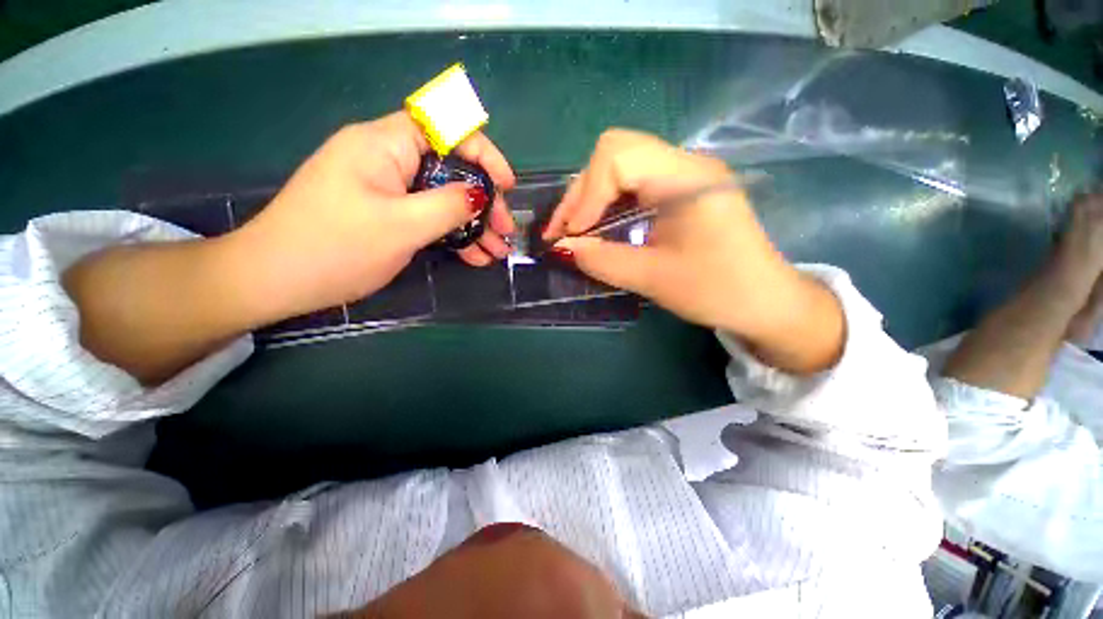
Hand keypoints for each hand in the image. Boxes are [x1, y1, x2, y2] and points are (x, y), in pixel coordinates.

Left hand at [230, 112, 516, 319]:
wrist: (275, 280)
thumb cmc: (336, 247)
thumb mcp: (401, 226)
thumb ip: (448, 206)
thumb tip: (481, 195)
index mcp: (384, 145)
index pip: (444, 127)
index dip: (482, 151)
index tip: (506, 183)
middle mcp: (386, 160)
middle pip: (449, 169)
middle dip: (483, 200)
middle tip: (505, 230)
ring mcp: (386, 190)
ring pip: (442, 198)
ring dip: (472, 225)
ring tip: (497, 252)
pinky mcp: (385, 214)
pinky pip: (427, 217)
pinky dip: (452, 235)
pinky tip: (475, 256)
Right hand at [544, 129, 843, 372]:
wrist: (765, 302)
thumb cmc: (717, 291)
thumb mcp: (653, 278)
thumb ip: (602, 260)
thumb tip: (562, 248)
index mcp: (687, 178)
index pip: (618, 155)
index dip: (586, 194)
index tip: (572, 234)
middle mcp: (685, 164)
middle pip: (615, 153)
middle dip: (581, 192)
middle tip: (562, 232)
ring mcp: (683, 175)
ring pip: (619, 166)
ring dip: (589, 197)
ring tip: (571, 231)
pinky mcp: (679, 191)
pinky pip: (631, 184)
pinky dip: (606, 203)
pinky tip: (596, 227)